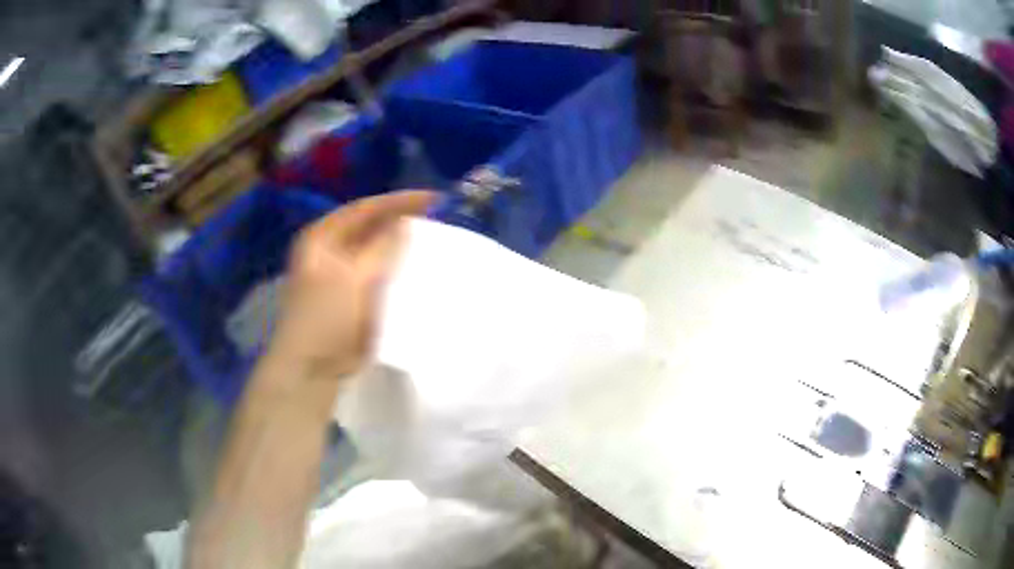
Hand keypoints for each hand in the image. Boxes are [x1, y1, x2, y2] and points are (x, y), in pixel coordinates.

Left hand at [268, 191, 435, 384]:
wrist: (314, 367)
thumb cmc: (326, 316)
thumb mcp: (353, 277)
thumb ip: (381, 248)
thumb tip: (406, 223)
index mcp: (323, 237)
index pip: (365, 209)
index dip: (398, 201)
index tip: (433, 199)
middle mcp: (331, 249)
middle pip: (371, 228)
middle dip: (402, 222)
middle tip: (438, 218)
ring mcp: (342, 273)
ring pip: (378, 251)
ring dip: (402, 246)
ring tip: (435, 239)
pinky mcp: (355, 295)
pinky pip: (381, 274)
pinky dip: (398, 270)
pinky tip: (420, 269)